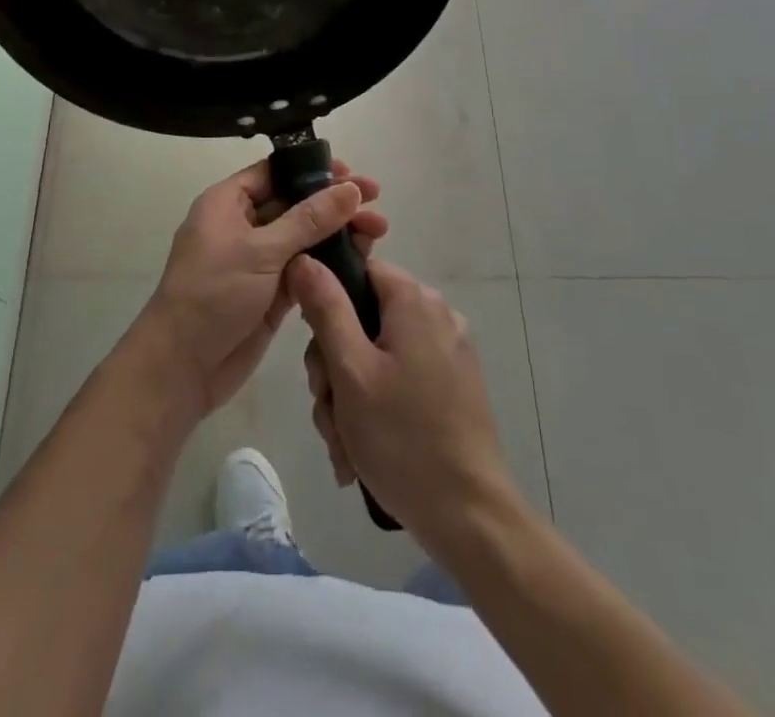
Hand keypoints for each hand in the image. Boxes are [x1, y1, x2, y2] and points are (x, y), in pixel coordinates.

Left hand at [138, 159, 386, 417]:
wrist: (182, 367)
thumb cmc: (213, 294)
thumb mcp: (261, 251)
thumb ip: (309, 220)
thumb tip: (350, 189)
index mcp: (228, 202)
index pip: (275, 172)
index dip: (313, 169)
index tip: (351, 173)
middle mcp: (243, 225)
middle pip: (296, 203)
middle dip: (334, 202)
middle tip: (377, 202)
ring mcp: (258, 260)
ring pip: (305, 237)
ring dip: (338, 233)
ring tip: (378, 232)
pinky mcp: (272, 292)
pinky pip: (307, 268)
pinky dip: (330, 263)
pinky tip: (361, 260)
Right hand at [291, 256, 515, 549]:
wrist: (470, 518)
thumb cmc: (403, 438)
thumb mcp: (350, 370)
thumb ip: (325, 308)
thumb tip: (304, 257)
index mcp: (414, 300)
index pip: (358, 271)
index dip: (328, 304)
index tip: (319, 353)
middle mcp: (437, 315)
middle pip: (363, 318)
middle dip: (335, 367)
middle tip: (329, 410)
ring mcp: (450, 352)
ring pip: (377, 355)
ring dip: (350, 396)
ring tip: (344, 445)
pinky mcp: (455, 385)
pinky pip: (401, 379)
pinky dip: (378, 407)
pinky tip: (363, 451)